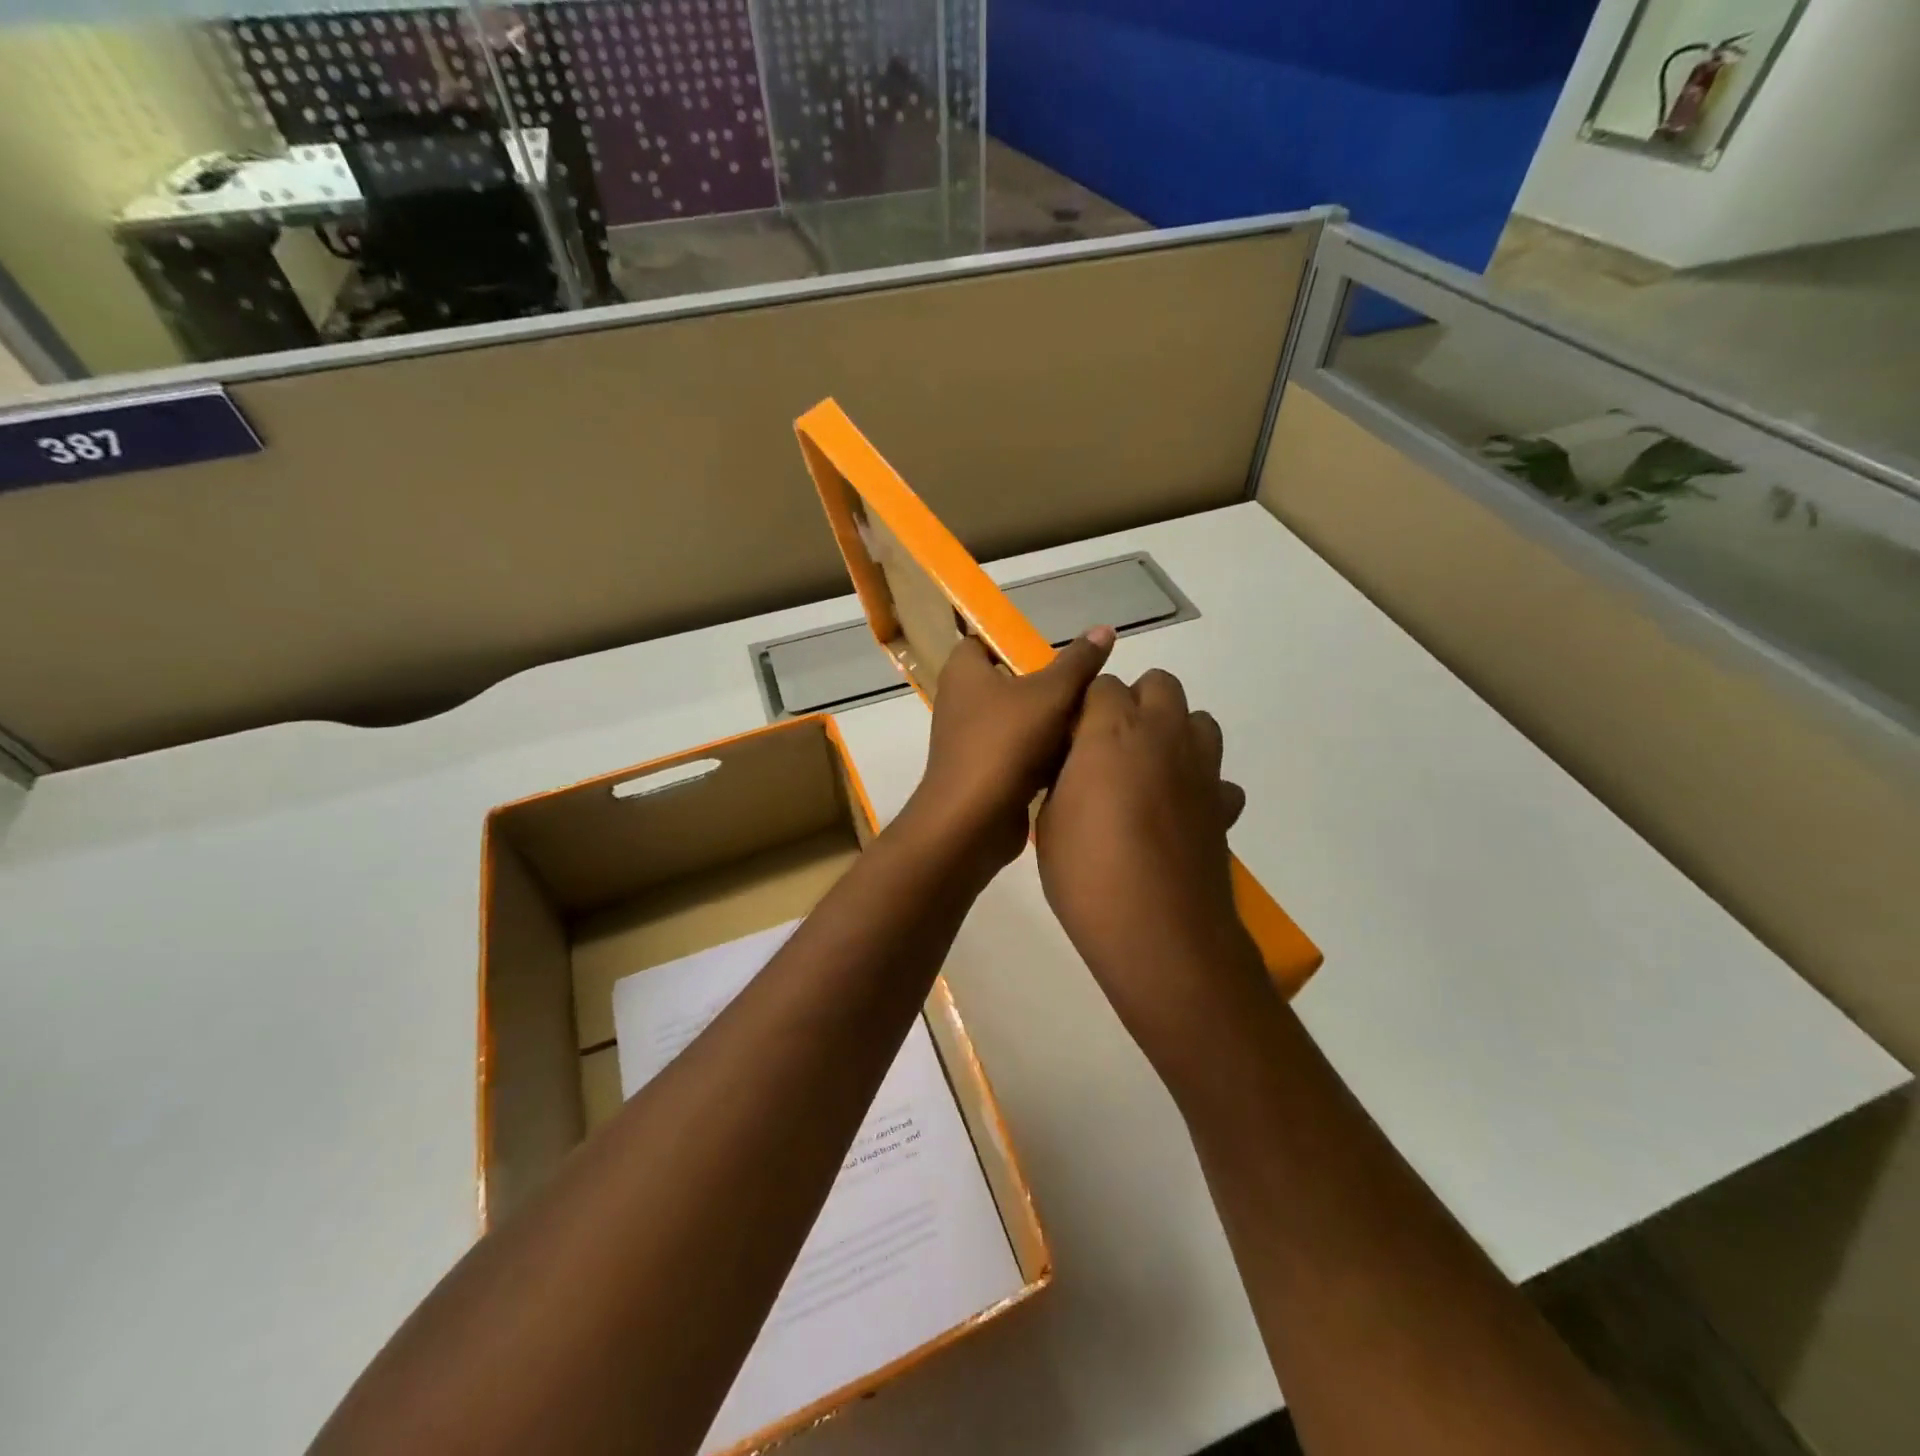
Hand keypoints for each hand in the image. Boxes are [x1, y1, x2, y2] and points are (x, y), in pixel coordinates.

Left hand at [899, 628, 1115, 881]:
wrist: (974, 820)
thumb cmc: (1006, 744)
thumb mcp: (1051, 694)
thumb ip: (1078, 662)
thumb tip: (1103, 629)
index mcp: (964, 672)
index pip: (982, 641)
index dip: (1014, 642)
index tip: (1052, 651)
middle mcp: (960, 701)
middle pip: (1008, 681)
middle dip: (1045, 685)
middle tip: (1084, 687)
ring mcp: (969, 740)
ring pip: (1016, 720)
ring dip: (1048, 722)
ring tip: (1090, 719)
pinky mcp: (982, 772)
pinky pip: (1016, 752)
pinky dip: (1041, 754)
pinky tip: (1076, 756)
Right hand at [1036, 668, 1271, 1079]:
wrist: (1158, 932)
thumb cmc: (1087, 874)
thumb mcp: (1049, 821)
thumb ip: (1064, 778)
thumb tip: (1076, 766)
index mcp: (1112, 730)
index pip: (1102, 684)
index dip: (1085, 707)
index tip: (1071, 738)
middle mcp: (1164, 734)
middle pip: (1160, 684)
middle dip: (1134, 703)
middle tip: (1108, 747)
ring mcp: (1202, 768)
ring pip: (1198, 720)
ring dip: (1173, 732)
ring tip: (1146, 773)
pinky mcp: (1225, 805)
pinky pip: (1217, 777)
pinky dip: (1200, 785)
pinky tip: (1178, 815)